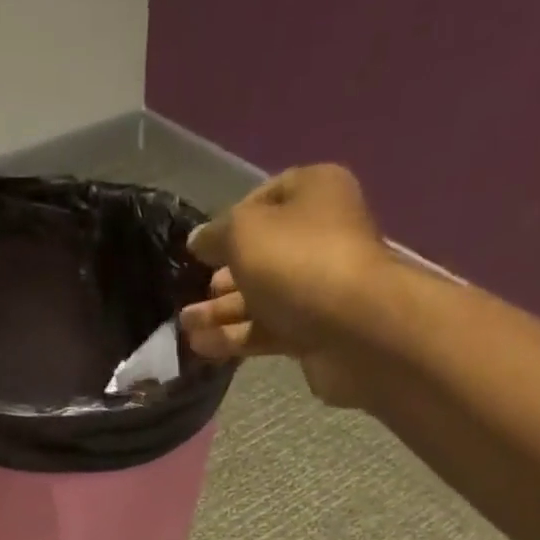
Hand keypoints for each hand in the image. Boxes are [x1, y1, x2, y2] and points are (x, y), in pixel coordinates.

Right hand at [179, 165, 390, 407]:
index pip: (263, 200)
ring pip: (261, 297)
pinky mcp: (314, 333)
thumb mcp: (244, 233)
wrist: (355, 330)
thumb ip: (216, 235)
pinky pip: (268, 331)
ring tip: (185, 325)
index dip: (228, 223)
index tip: (199, 250)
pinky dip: (237, 338)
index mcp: (313, 193)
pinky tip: (203, 347)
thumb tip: (198, 241)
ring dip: (222, 312)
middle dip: (223, 276)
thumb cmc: (298, 262)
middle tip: (190, 293)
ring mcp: (318, 288)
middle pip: (262, 254)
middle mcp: (320, 236)